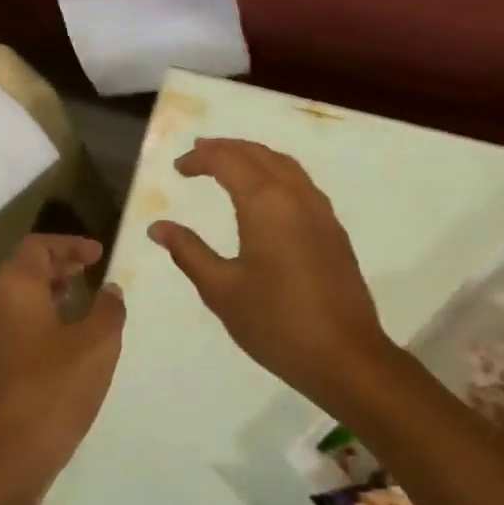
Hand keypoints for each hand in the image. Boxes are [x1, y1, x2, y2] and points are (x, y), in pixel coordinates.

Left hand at [0, 235, 125, 502]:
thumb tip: (110, 290)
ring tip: (82, 301)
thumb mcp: (98, 344)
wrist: (10, 451)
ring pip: (16, 298)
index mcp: (13, 288)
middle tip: (92, 271)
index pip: (38, 247)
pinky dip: (38, 317)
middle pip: (23, 270)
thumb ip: (109, 309)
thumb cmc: (56, 387)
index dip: (70, 245)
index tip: (99, 254)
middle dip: (60, 266)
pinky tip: (65, 338)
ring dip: (49, 293)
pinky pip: (12, 324)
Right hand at [148, 139, 395, 413]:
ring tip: (229, 166)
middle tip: (199, 154)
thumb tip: (159, 228)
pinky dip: (276, 176)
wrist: (343, 356)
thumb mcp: (221, 290)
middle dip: (228, 149)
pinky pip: (302, 186)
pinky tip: (265, 198)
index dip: (201, 158)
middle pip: (261, 154)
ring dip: (255, 158)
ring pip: (286, 167)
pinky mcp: (334, 233)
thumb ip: (189, 252)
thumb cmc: (275, 323)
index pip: (230, 161)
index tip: (178, 168)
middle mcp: (297, 197)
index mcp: (267, 204)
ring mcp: (322, 214)